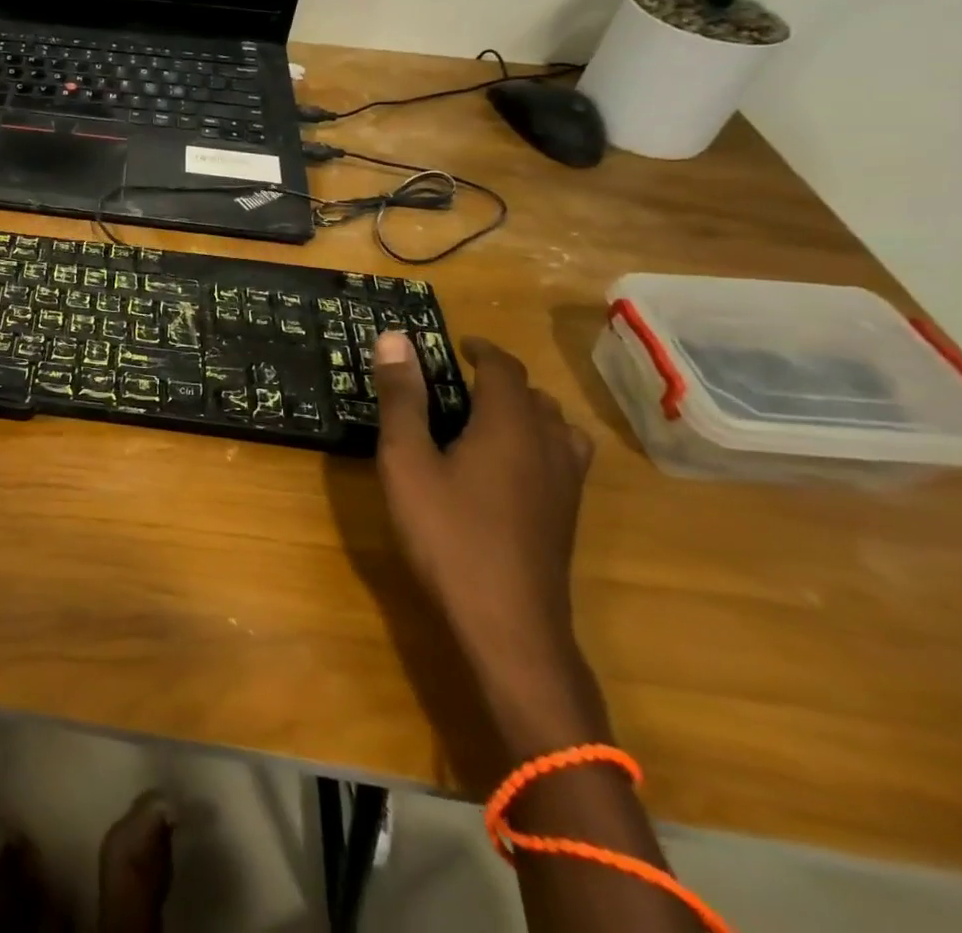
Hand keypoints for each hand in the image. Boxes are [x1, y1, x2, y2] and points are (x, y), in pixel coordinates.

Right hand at [371, 332, 593, 689]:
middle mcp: (548, 445)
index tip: (455, 344)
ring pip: (556, 426)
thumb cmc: (448, 533)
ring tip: (486, 418)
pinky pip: (561, 457)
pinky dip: (537, 442)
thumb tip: (395, 338)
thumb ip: (402, 398)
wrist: (508, 623)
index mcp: (510, 424)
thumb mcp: (407, 461)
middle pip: (534, 395)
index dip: (481, 349)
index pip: (505, 368)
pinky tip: (507, 467)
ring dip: (524, 411)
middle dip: (499, 380)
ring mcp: (565, 484)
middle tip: (457, 382)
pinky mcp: (566, 515)